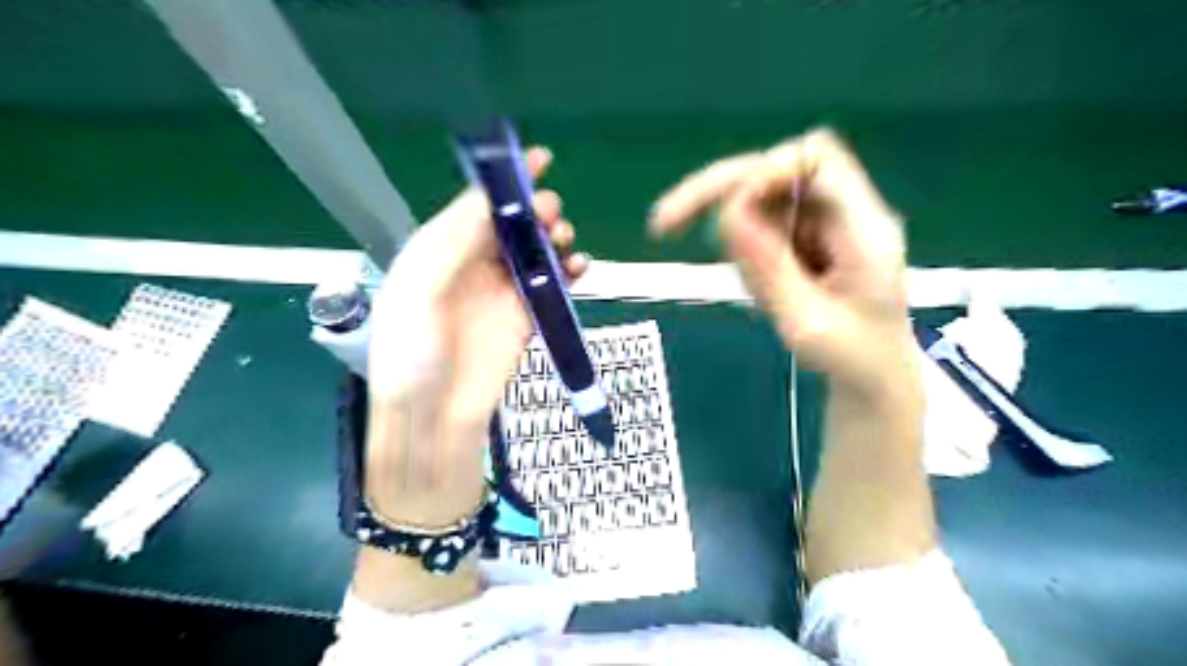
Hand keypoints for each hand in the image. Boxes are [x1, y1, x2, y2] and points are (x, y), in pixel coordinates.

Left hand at [361, 145, 581, 525]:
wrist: (435, 413)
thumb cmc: (414, 351)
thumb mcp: (422, 290)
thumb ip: (457, 243)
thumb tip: (492, 202)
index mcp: (440, 250)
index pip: (477, 205)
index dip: (506, 181)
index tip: (538, 158)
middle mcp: (472, 265)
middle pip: (512, 225)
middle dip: (535, 212)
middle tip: (550, 214)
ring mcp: (502, 290)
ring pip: (536, 252)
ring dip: (554, 240)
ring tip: (564, 241)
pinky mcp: (526, 315)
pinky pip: (553, 284)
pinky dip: (570, 272)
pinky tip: (581, 266)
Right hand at [654, 128, 910, 395]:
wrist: (874, 376)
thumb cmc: (851, 359)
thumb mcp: (805, 324)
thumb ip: (769, 270)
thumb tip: (726, 215)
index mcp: (863, 229)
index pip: (817, 159)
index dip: (765, 170)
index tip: (727, 212)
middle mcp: (843, 212)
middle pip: (775, 168)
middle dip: (718, 192)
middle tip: (663, 225)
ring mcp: (823, 222)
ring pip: (760, 198)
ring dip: (737, 240)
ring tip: (763, 297)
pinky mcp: (806, 235)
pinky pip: (761, 225)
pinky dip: (745, 253)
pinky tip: (765, 292)